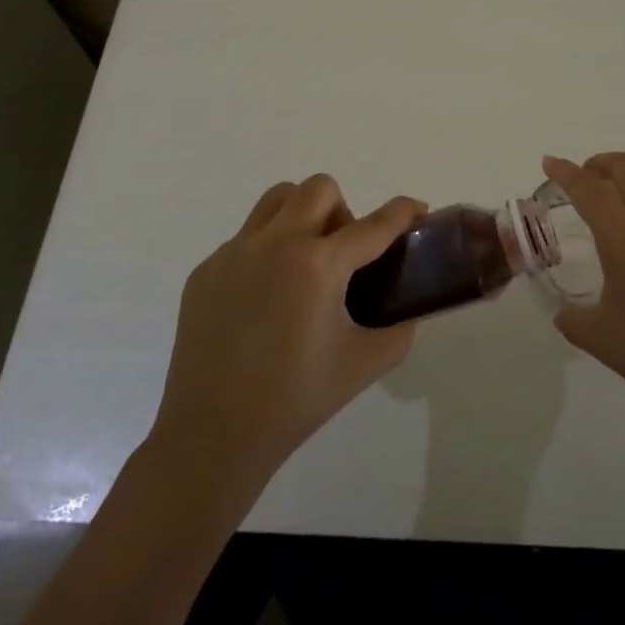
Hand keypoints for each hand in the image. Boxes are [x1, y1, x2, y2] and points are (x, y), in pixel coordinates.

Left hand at [152, 176, 425, 491]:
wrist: (213, 435)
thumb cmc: (296, 400)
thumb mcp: (365, 364)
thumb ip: (398, 329)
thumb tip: (406, 310)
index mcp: (319, 266)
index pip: (374, 225)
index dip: (404, 212)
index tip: (418, 210)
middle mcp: (275, 244)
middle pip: (320, 189)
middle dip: (345, 210)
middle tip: (345, 254)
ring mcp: (234, 253)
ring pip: (277, 200)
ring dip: (303, 215)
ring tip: (305, 263)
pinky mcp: (206, 270)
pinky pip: (247, 238)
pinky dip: (268, 251)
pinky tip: (265, 300)